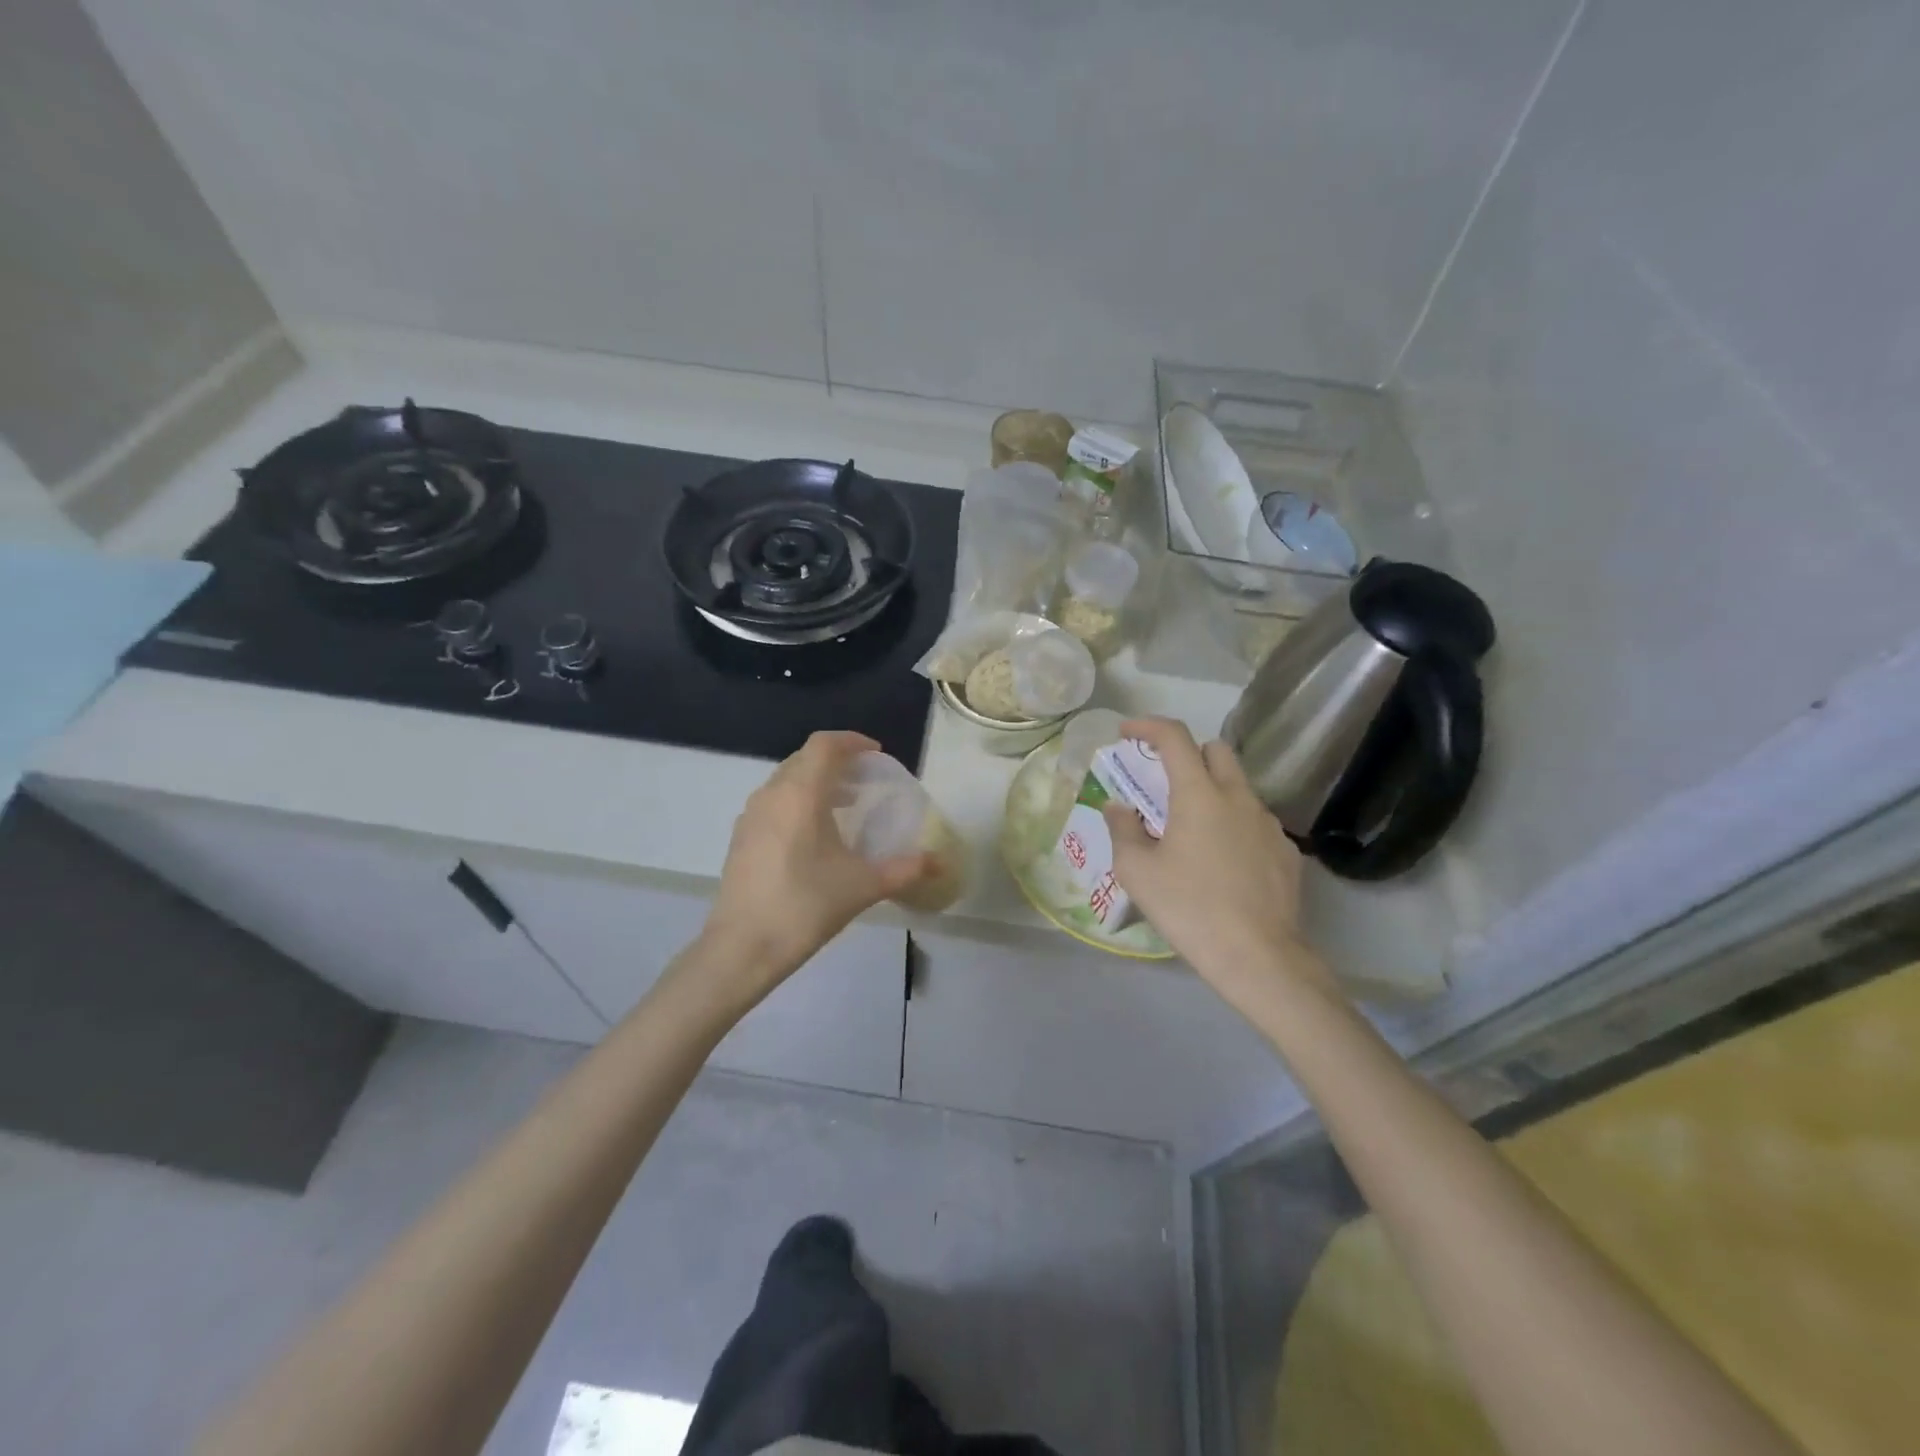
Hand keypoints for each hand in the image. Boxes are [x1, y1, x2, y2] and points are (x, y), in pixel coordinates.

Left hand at [697, 732, 932, 1008]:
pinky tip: (813, 836)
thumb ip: (905, 869)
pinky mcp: (741, 837)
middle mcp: (772, 794)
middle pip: (805, 759)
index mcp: (801, 794)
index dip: (852, 741)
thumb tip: (940, 862)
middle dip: (836, 762)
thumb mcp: (863, 886)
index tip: (876, 755)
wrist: (743, 946)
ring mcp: (751, 815)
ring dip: (816, 783)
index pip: (824, 745)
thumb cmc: (806, 906)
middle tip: (865, 781)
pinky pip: (773, 802)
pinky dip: (797, 802)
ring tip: (844, 806)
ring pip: (786, 780)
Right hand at [1103, 717, 1337, 1017]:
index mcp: (1199, 795)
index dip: (1147, 726)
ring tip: (1193, 833)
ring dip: (1213, 793)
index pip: (1175, 738)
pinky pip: (1255, 822)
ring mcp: (1268, 824)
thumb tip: (1118, 808)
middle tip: (1165, 783)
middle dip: (1188, 754)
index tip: (1126, 732)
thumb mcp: (1137, 871)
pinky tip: (1224, 864)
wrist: (1258, 957)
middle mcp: (1239, 798)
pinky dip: (1235, 827)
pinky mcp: (1286, 852)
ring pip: (1239, 788)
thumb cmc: (1189, 908)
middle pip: (1216, 750)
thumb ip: (1122, 830)